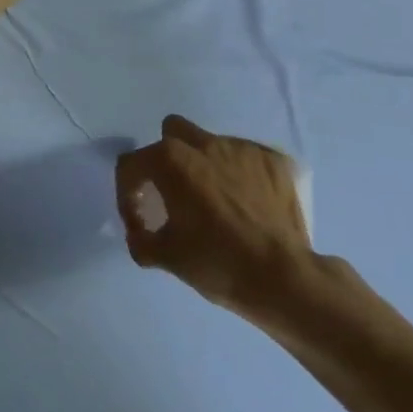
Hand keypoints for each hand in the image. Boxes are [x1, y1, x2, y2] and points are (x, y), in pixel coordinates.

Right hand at [115, 116, 311, 318]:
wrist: (284, 279)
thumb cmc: (218, 263)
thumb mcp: (167, 257)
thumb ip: (141, 240)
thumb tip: (139, 234)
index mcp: (171, 160)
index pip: (131, 164)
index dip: (127, 193)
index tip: (140, 221)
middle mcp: (204, 143)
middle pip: (172, 133)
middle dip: (166, 157)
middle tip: (175, 193)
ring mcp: (242, 148)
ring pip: (211, 144)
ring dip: (206, 166)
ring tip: (217, 202)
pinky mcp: (273, 160)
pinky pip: (247, 158)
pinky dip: (241, 175)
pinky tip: (248, 204)